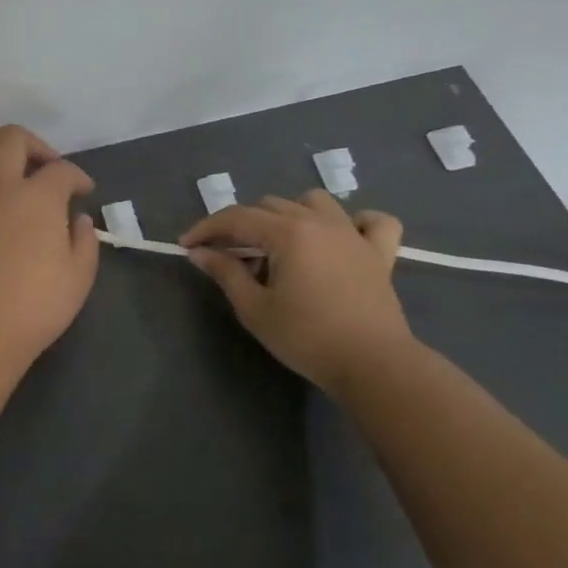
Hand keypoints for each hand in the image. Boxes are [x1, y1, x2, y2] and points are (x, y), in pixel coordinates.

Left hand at [0, 125, 99, 366]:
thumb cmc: (34, 304)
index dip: (77, 176)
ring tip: (9, 182)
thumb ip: (84, 240)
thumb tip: (76, 219)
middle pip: (11, 138)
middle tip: (45, 170)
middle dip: (34, 145)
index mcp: (37, 196)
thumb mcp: (79, 276)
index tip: (83, 191)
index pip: (61, 169)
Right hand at [181, 191, 415, 393]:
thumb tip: (200, 252)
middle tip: (227, 256)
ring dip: (289, 214)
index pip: (236, 218)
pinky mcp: (380, 253)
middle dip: (241, 225)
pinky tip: (342, 237)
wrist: (374, 366)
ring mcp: (353, 234)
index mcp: (287, 233)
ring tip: (278, 243)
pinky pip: (372, 222)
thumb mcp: (255, 309)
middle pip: (268, 206)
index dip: (206, 228)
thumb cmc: (307, 338)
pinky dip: (356, 222)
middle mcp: (319, 222)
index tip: (187, 245)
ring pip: (313, 201)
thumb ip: (226, 273)